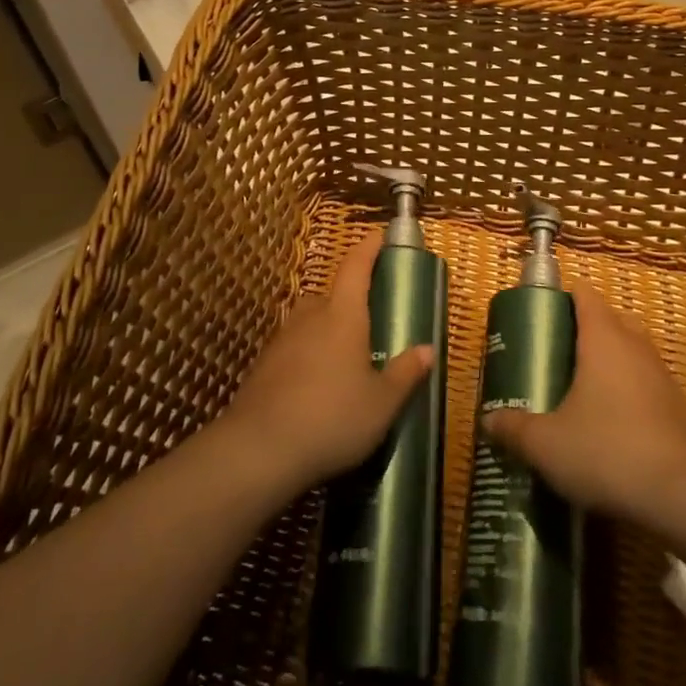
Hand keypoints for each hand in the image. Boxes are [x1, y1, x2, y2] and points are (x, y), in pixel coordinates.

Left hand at [222, 230, 432, 493]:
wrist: (258, 451)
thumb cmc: (332, 418)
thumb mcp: (382, 403)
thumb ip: (405, 374)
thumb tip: (427, 350)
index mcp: (343, 315)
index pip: (356, 266)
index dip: (368, 247)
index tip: (380, 235)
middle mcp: (310, 318)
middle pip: (330, 295)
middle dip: (347, 301)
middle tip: (367, 322)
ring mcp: (281, 341)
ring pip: (308, 322)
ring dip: (325, 330)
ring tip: (342, 360)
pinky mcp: (262, 367)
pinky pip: (292, 349)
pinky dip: (305, 357)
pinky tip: (314, 387)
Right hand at [484, 287, 685, 526]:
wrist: (685, 495)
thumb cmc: (608, 450)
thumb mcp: (547, 444)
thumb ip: (515, 429)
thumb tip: (488, 420)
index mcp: (603, 337)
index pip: (585, 294)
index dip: (563, 296)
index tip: (541, 313)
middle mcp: (635, 345)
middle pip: (611, 318)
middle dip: (586, 328)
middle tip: (557, 352)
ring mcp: (661, 375)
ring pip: (632, 350)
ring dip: (610, 360)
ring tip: (580, 389)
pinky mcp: (677, 407)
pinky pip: (646, 382)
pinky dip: (628, 391)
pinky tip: (610, 423)